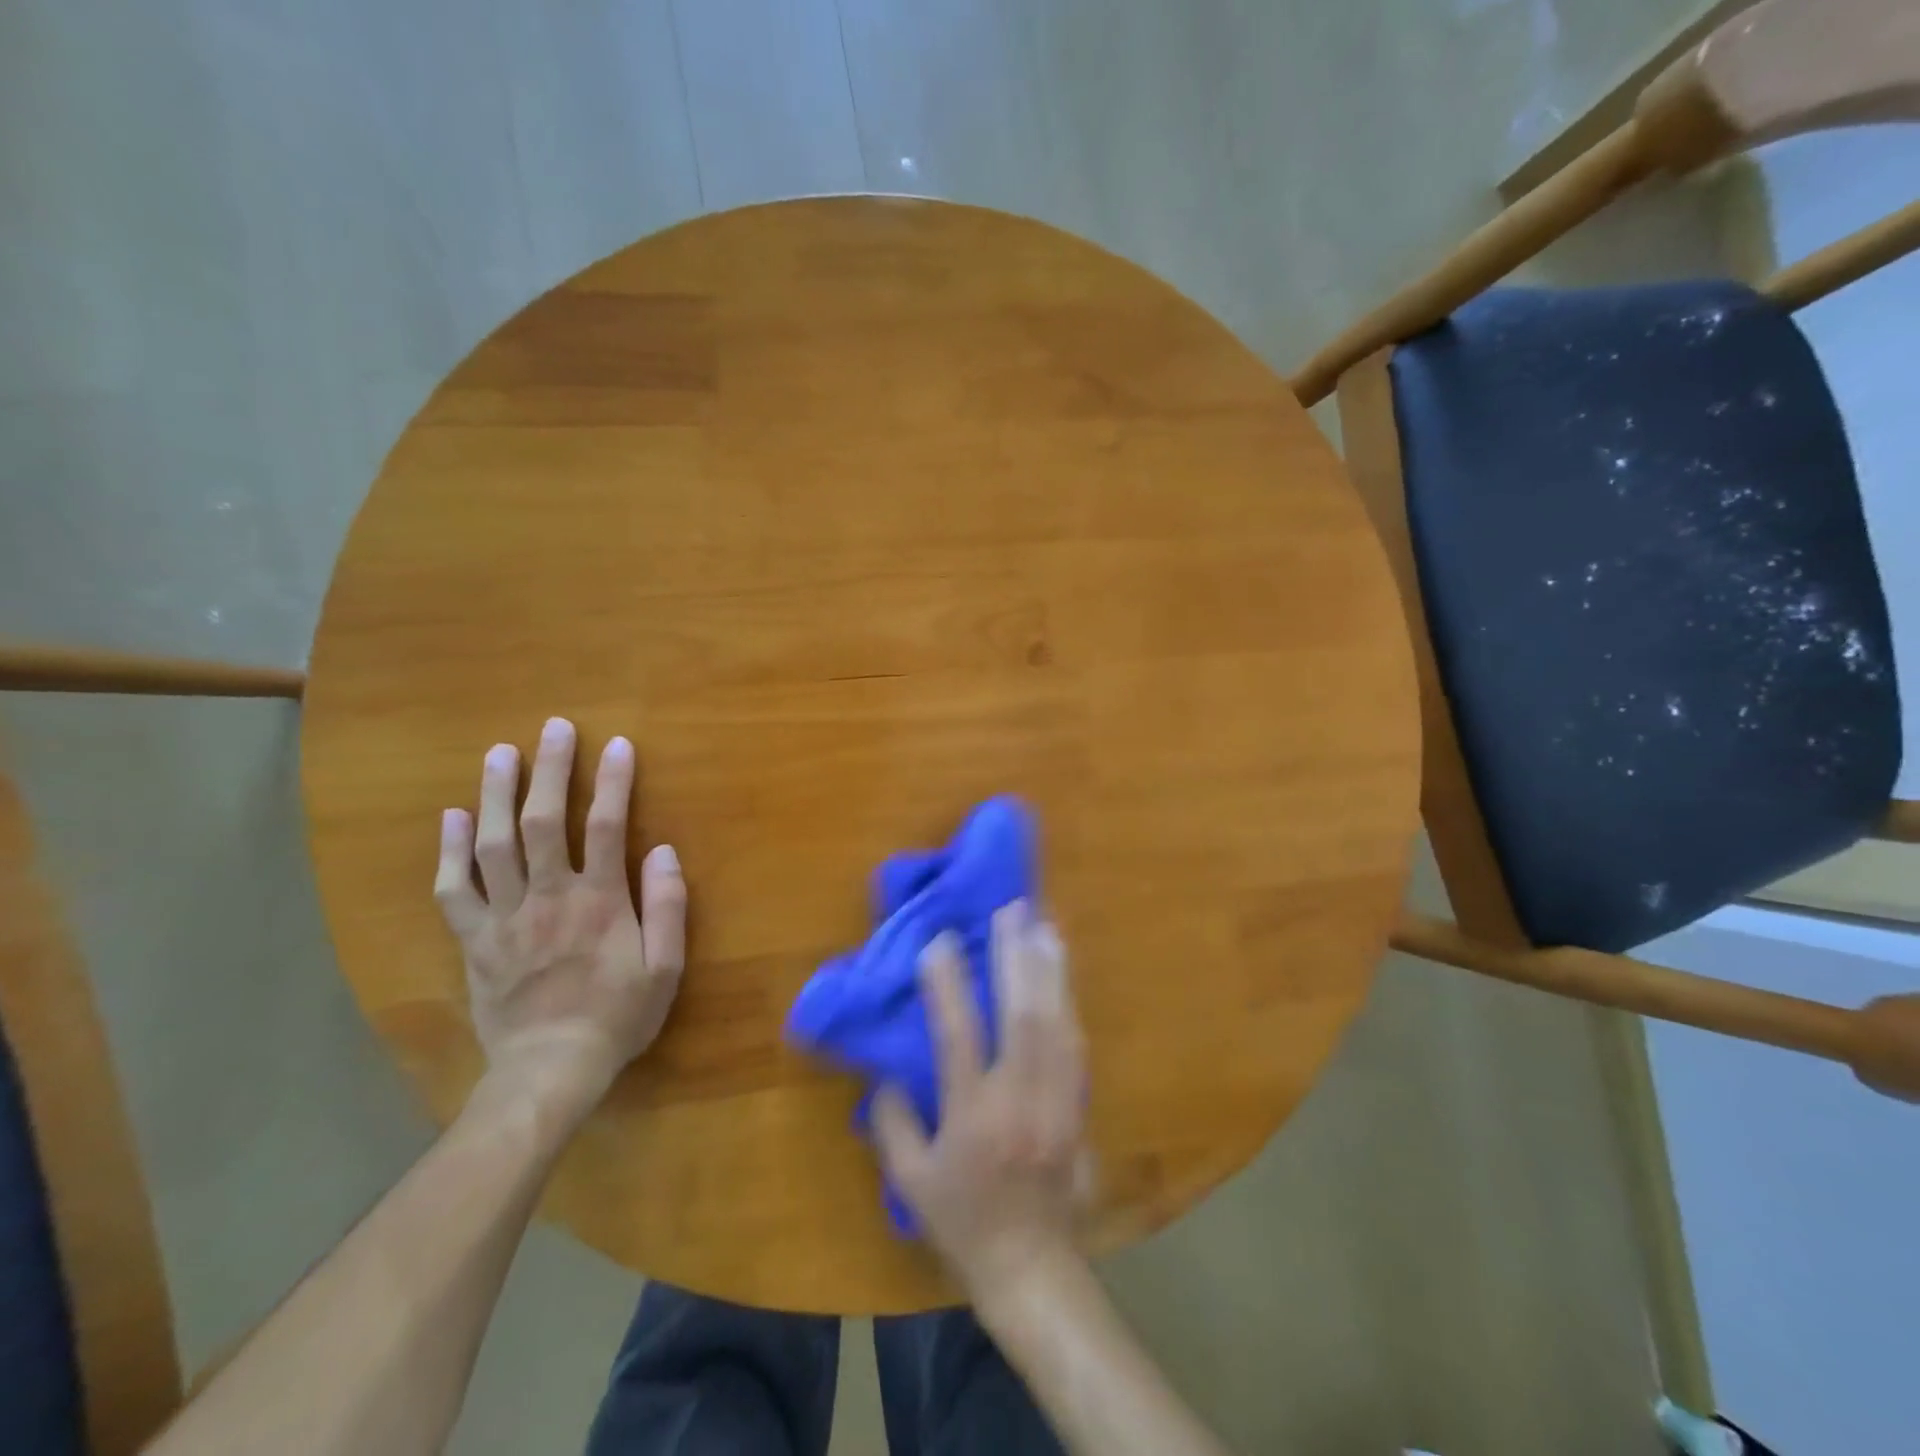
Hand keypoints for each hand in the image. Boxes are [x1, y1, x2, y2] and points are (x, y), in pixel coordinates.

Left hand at [434, 717, 685, 1124]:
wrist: (550, 1069)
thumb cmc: (618, 1016)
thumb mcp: (665, 968)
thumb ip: (668, 907)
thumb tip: (664, 851)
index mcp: (600, 901)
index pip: (609, 827)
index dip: (614, 783)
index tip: (617, 745)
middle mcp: (550, 897)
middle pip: (546, 822)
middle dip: (551, 771)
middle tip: (553, 728)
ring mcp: (505, 917)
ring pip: (495, 845)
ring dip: (497, 795)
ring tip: (499, 754)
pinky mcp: (474, 939)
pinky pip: (455, 889)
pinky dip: (450, 851)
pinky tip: (453, 817)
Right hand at [872, 901, 1094, 1302]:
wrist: (1032, 1266)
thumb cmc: (963, 1221)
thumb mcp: (910, 1179)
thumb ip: (894, 1119)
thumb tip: (888, 1067)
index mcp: (973, 1118)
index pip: (958, 1037)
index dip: (948, 985)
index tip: (939, 941)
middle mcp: (1019, 1101)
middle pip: (1022, 1017)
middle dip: (1016, 957)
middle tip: (1012, 910)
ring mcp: (1057, 1102)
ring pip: (1058, 1023)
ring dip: (1050, 970)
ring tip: (1043, 925)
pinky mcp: (1078, 1105)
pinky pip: (1076, 1042)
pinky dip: (1068, 1000)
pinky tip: (1063, 973)